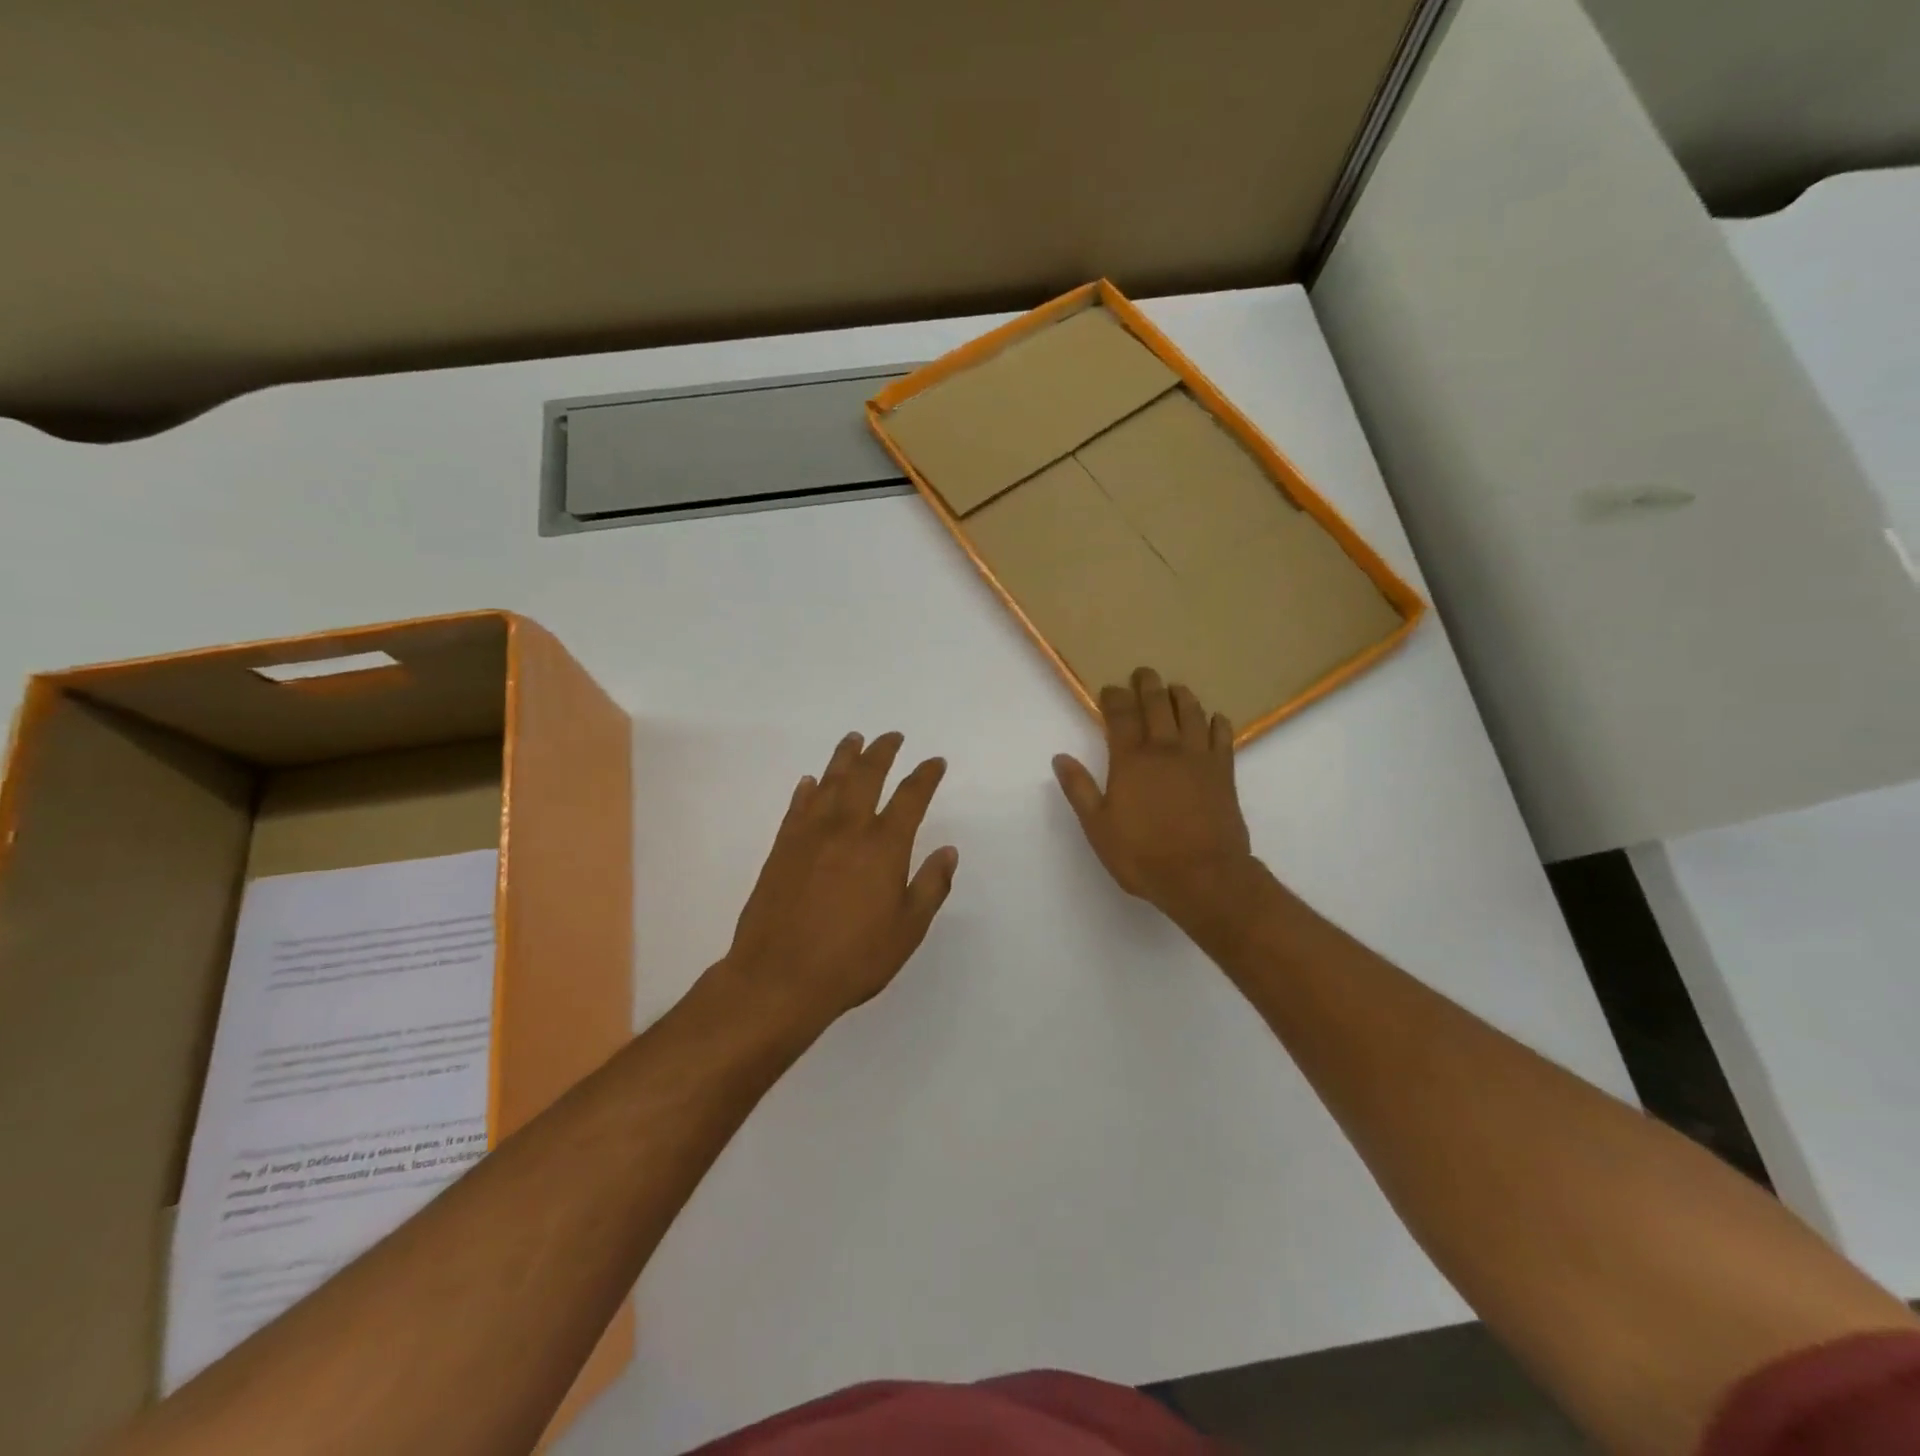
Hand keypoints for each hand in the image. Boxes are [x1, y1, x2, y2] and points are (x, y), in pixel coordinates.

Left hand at [721, 731, 958, 1037]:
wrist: (779, 978)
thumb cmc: (853, 959)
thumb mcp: (907, 930)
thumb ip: (931, 886)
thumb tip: (948, 851)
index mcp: (883, 846)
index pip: (910, 797)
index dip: (925, 776)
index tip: (934, 762)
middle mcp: (847, 829)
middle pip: (866, 776)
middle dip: (882, 752)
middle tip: (892, 737)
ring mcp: (809, 835)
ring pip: (829, 782)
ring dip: (844, 758)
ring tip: (854, 740)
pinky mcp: (781, 848)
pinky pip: (797, 806)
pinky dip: (807, 789)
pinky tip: (810, 782)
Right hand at [1053, 668, 1261, 927]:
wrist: (1204, 876)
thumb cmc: (1143, 855)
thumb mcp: (1098, 827)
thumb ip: (1080, 790)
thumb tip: (1060, 758)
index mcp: (1131, 760)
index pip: (1120, 716)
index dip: (1114, 698)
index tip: (1110, 688)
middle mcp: (1165, 749)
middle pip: (1158, 705)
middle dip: (1148, 685)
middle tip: (1143, 673)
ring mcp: (1198, 758)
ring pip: (1192, 713)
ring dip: (1182, 696)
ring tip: (1176, 688)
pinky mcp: (1224, 772)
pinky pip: (1223, 737)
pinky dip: (1218, 723)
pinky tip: (1214, 719)